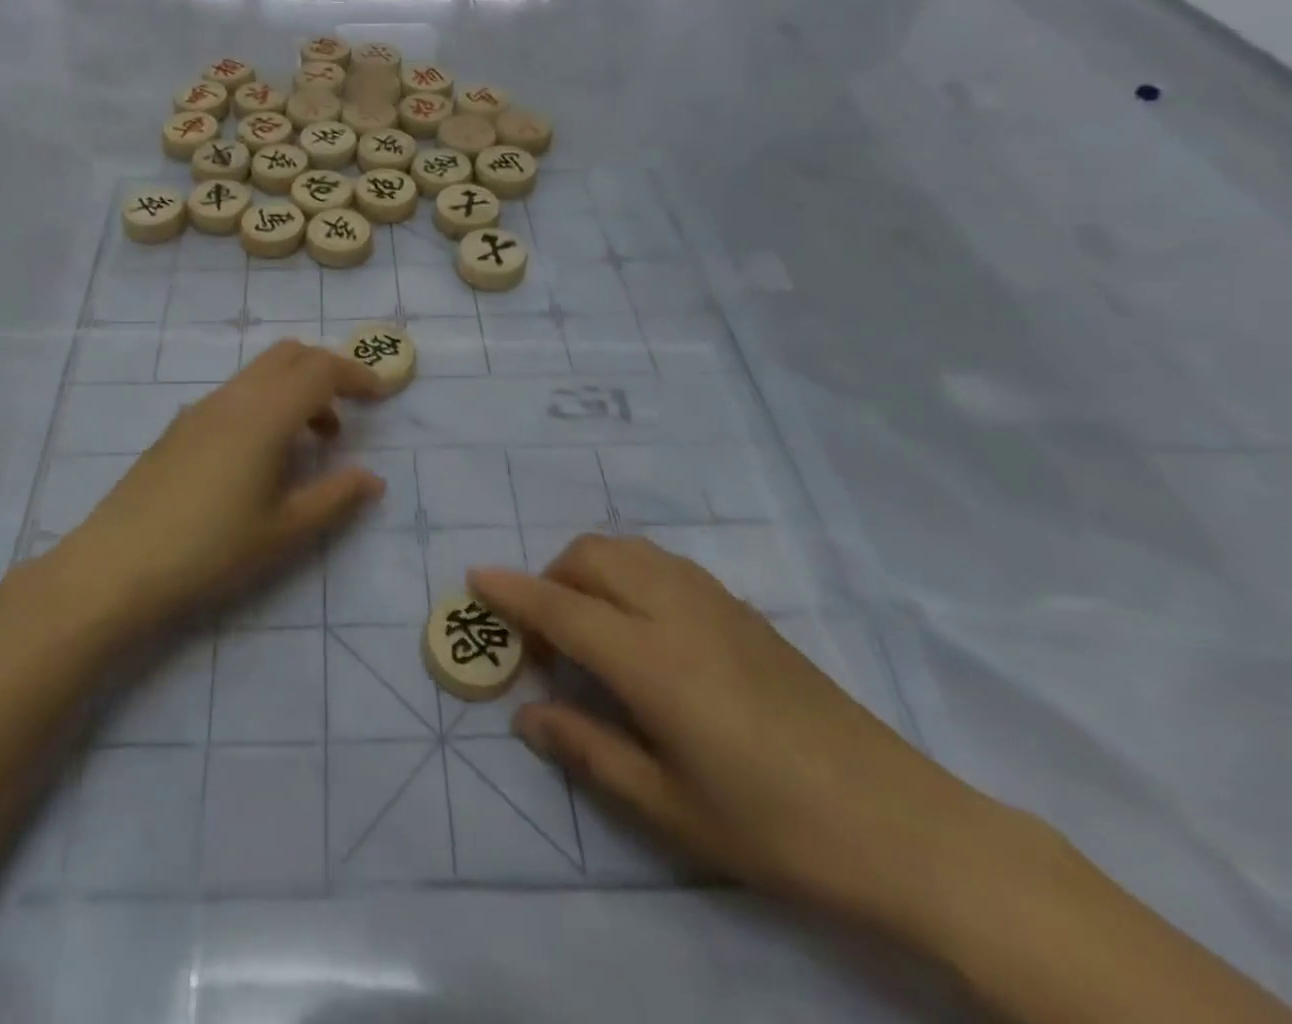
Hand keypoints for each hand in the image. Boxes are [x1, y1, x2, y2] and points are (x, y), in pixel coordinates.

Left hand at [61, 341, 385, 629]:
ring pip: (260, 373)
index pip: (321, 369)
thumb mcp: (284, 531)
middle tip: (350, 409)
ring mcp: (201, 408)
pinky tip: (262, 454)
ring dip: (295, 388)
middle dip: (327, 370)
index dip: (357, 375)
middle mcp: (234, 398)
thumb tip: (372, 477)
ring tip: (312, 440)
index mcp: (265, 415)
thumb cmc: (211, 549)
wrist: (118, 564)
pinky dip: (265, 402)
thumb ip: (335, 497)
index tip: (381, 396)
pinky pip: (236, 394)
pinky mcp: (180, 426)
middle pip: (290, 355)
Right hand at [472, 536, 1011, 938]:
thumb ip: (587, 750)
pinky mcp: (740, 608)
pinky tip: (638, 623)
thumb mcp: (668, 808)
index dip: (513, 591)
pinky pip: (660, 562)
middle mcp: (675, 611)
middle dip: (549, 577)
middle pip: (590, 558)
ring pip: (626, 549)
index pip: (561, 608)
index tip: (475, 578)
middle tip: (543, 637)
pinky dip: (626, 571)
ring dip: (588, 569)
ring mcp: (713, 602)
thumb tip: (527, 715)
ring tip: (586, 624)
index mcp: (651, 661)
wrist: (902, 824)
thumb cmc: (774, 827)